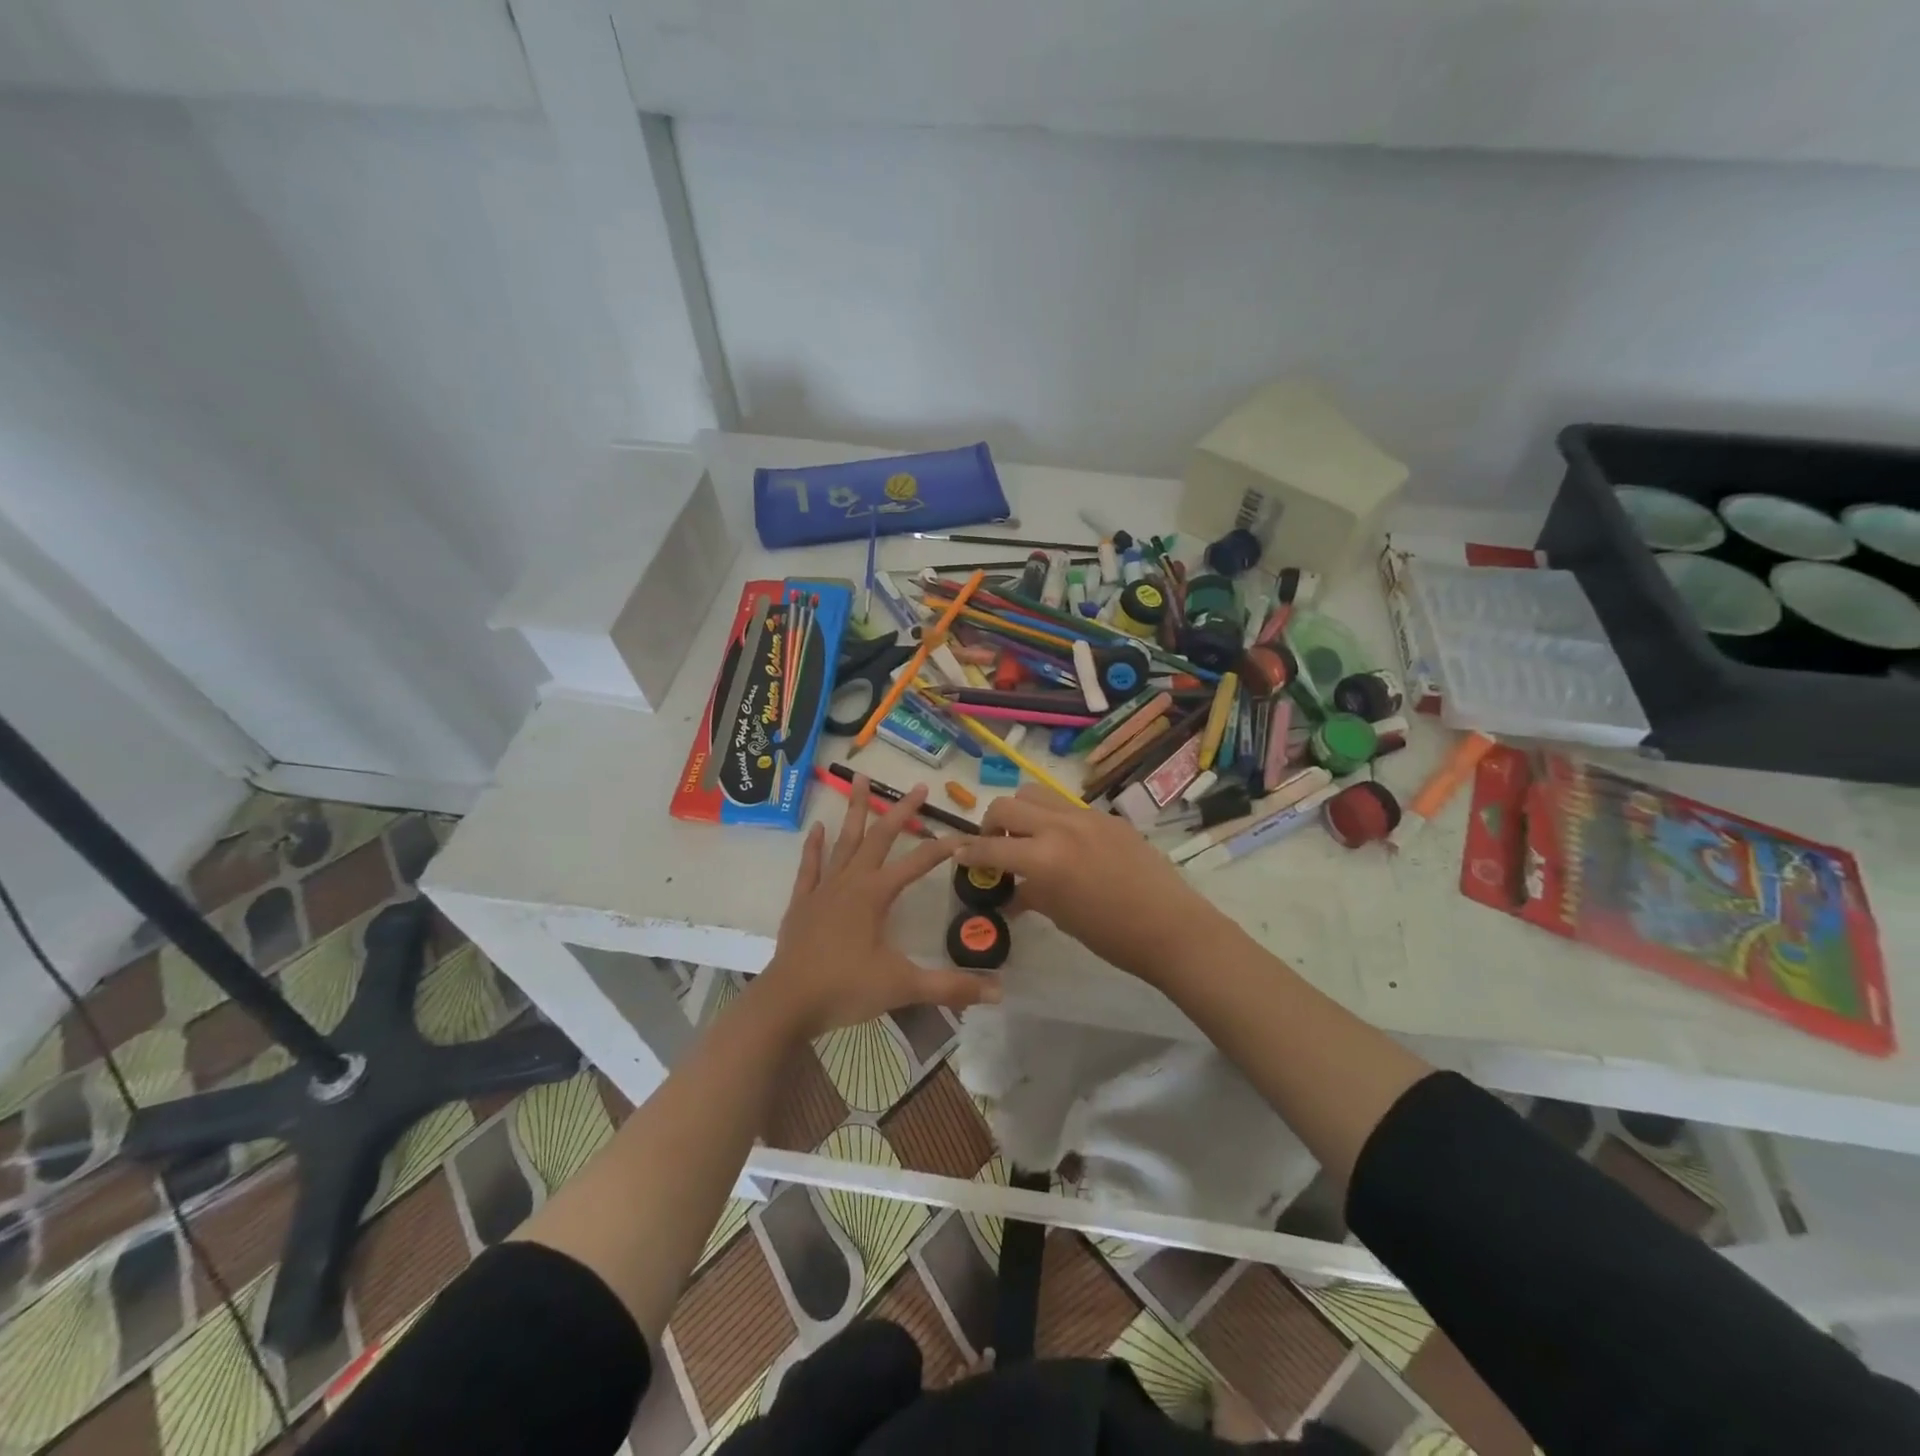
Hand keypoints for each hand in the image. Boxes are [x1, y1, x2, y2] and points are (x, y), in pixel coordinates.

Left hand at [757, 776, 1001, 1038]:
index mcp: (876, 895)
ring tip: (860, 779)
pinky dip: (814, 845)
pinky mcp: (802, 902)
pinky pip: (810, 866)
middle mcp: (851, 882)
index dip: (943, 848)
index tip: (964, 834)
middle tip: (918, 787)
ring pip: (844, 841)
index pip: (917, 863)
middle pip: (879, 838)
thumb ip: (950, 987)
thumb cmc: (845, 989)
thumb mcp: (903, 987)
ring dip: (855, 811)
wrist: (787, 1003)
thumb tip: (999, 993)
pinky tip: (818, 827)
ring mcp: (823, 889)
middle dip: (900, 811)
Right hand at [953, 785, 1235, 983]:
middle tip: (995, 845)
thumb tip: (1010, 893)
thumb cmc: (1111, 934)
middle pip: (1008, 804)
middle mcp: (1060, 826)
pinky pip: (1067, 806)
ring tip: (1027, 836)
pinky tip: (1065, 845)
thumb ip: (1030, 894)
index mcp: (1044, 857)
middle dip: (991, 823)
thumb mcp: (1061, 916)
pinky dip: (1053, 818)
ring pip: (1037, 793)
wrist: (1171, 927)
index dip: (968, 851)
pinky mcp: (1108, 817)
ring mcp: (1086, 816)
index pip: (991, 846)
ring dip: (1022, 811)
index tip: (958, 854)